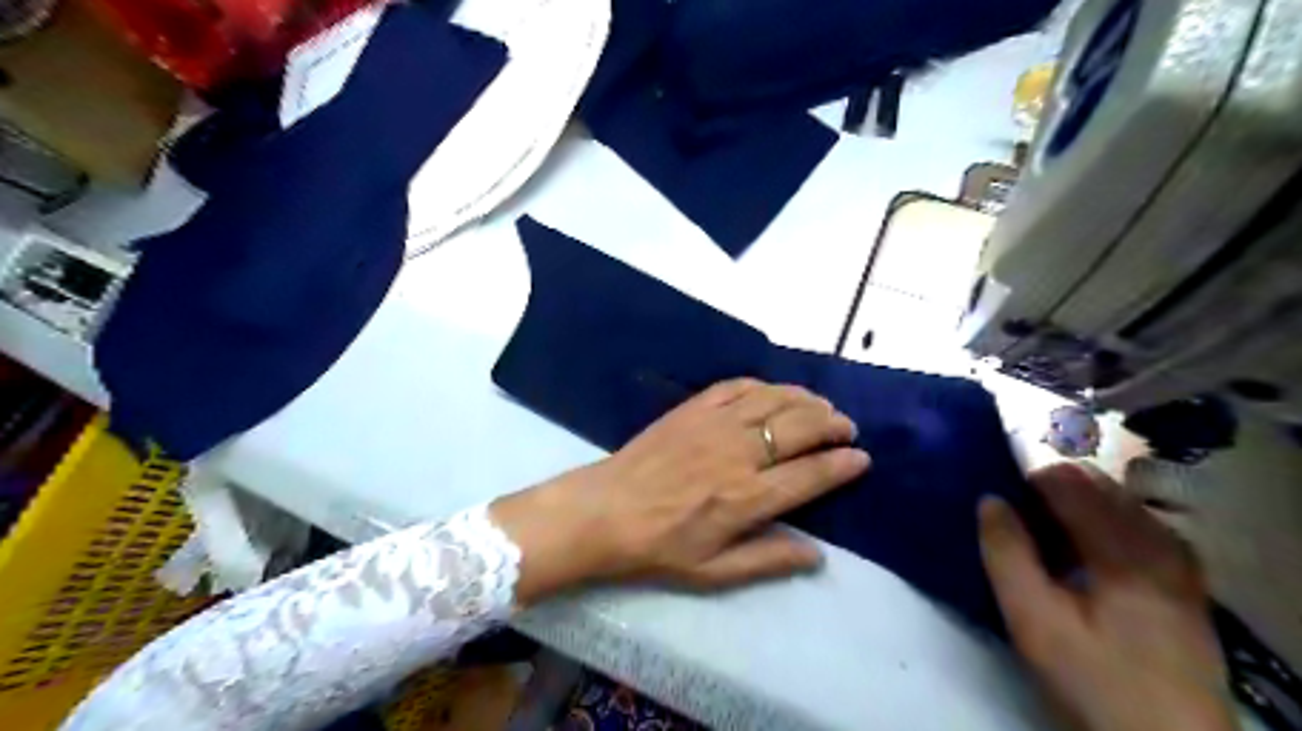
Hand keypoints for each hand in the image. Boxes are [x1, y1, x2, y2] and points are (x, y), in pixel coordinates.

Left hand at [493, 378, 866, 604]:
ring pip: (773, 401)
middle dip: (832, 425)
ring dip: (805, 400)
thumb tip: (818, 555)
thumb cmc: (658, 547)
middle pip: (799, 429)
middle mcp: (737, 454)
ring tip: (822, 406)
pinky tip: (775, 391)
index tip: (862, 458)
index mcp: (746, 498)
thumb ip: (768, 561)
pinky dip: (764, 385)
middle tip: (847, 428)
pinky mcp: (692, 409)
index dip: (842, 464)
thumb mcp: (713, 571)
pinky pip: (736, 386)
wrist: (604, 511)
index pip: (809, 475)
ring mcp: (713, 425)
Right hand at [976, 463, 1238, 730]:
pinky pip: (1134, 525)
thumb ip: (1007, 554)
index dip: (1025, 479)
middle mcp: (1161, 541)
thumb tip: (989, 500)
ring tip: (1042, 541)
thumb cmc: (1095, 680)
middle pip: (1096, 484)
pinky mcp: (1183, 579)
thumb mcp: (1034, 622)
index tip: (998, 501)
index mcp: (1127, 548)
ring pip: (1116, 501)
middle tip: (1015, 522)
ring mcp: (1178, 559)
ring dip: (1073, 507)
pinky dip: (1099, 525)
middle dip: (1048, 491)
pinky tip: (1080, 557)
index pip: (1068, 480)